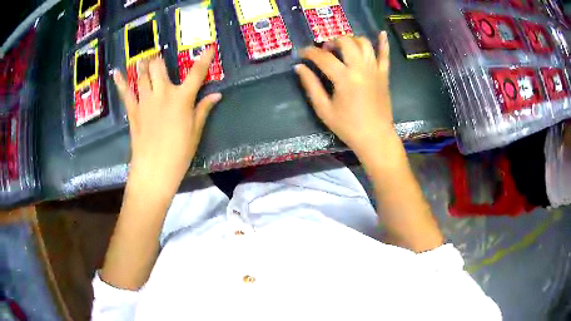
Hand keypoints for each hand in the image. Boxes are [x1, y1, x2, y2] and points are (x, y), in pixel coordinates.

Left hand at [113, 49, 220, 194]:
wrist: (154, 170)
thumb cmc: (179, 153)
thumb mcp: (195, 132)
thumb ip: (203, 109)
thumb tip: (217, 94)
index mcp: (182, 98)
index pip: (197, 73)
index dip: (205, 58)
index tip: (209, 47)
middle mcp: (162, 93)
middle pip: (160, 67)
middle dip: (159, 60)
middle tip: (159, 58)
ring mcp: (145, 101)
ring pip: (142, 75)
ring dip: (143, 65)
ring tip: (143, 59)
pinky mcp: (133, 111)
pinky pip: (125, 93)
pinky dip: (120, 82)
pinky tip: (116, 71)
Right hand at [296, 32, 392, 155]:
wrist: (375, 137)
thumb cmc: (348, 127)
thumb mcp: (324, 109)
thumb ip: (311, 85)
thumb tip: (299, 67)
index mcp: (344, 78)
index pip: (323, 57)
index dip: (310, 52)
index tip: (302, 53)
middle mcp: (360, 68)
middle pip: (345, 42)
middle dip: (331, 41)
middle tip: (325, 51)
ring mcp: (375, 69)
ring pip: (364, 43)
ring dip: (351, 39)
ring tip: (343, 47)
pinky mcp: (384, 75)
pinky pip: (385, 55)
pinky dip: (383, 42)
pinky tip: (382, 33)